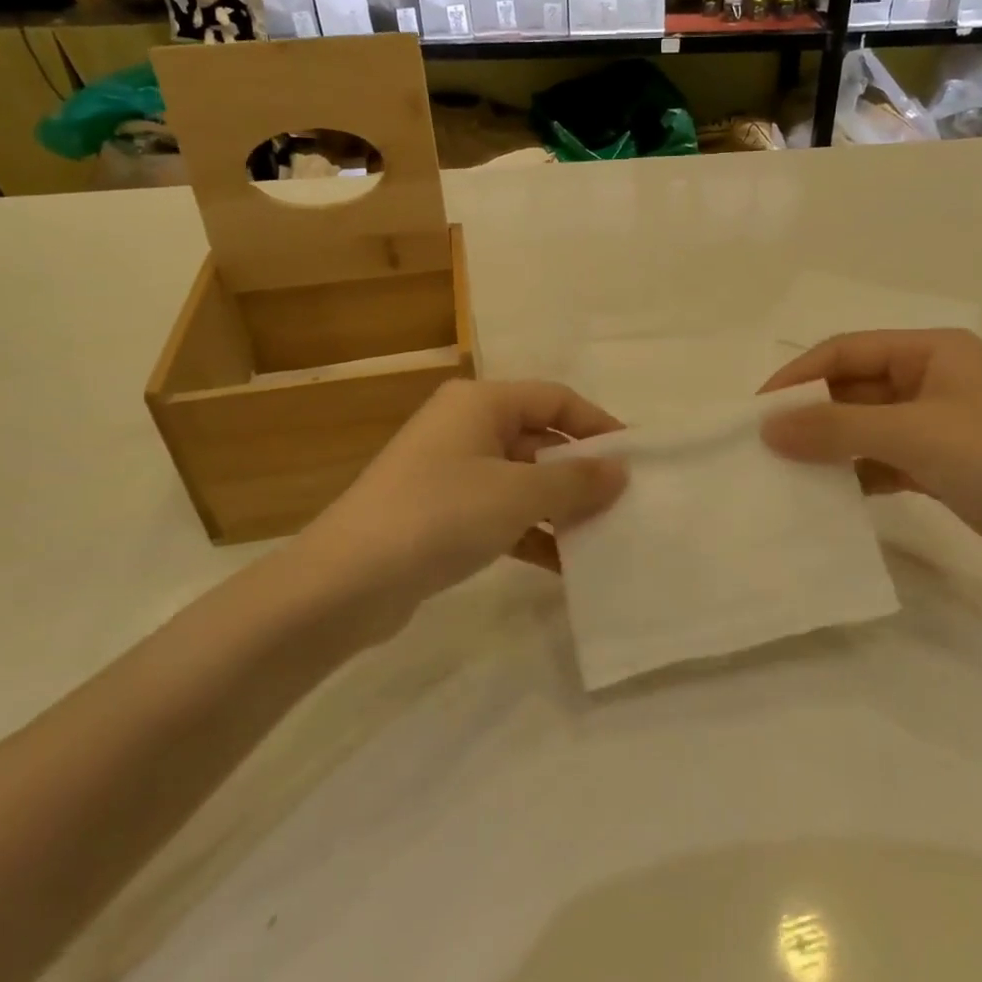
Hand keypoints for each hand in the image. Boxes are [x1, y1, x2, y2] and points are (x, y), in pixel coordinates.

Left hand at [305, 379, 627, 613]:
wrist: (346, 581)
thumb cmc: (441, 514)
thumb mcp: (519, 495)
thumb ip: (575, 481)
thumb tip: (620, 470)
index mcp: (481, 403)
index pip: (555, 399)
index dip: (598, 425)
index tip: (635, 458)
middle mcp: (465, 427)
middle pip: (539, 439)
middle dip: (580, 472)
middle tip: (623, 503)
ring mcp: (450, 471)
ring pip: (521, 480)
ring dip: (558, 507)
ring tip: (600, 537)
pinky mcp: (440, 513)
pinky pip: (499, 513)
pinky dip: (530, 533)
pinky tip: (562, 565)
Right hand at [759, 330, 981, 586]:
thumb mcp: (914, 434)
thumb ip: (836, 428)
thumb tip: (767, 428)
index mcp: (930, 350)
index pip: (846, 351)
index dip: (799, 377)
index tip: (758, 412)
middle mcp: (932, 379)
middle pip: (854, 387)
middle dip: (811, 414)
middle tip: (765, 446)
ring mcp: (939, 425)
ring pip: (866, 426)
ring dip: (830, 446)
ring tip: (787, 472)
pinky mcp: (944, 466)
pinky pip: (884, 460)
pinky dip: (856, 473)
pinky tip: (829, 495)